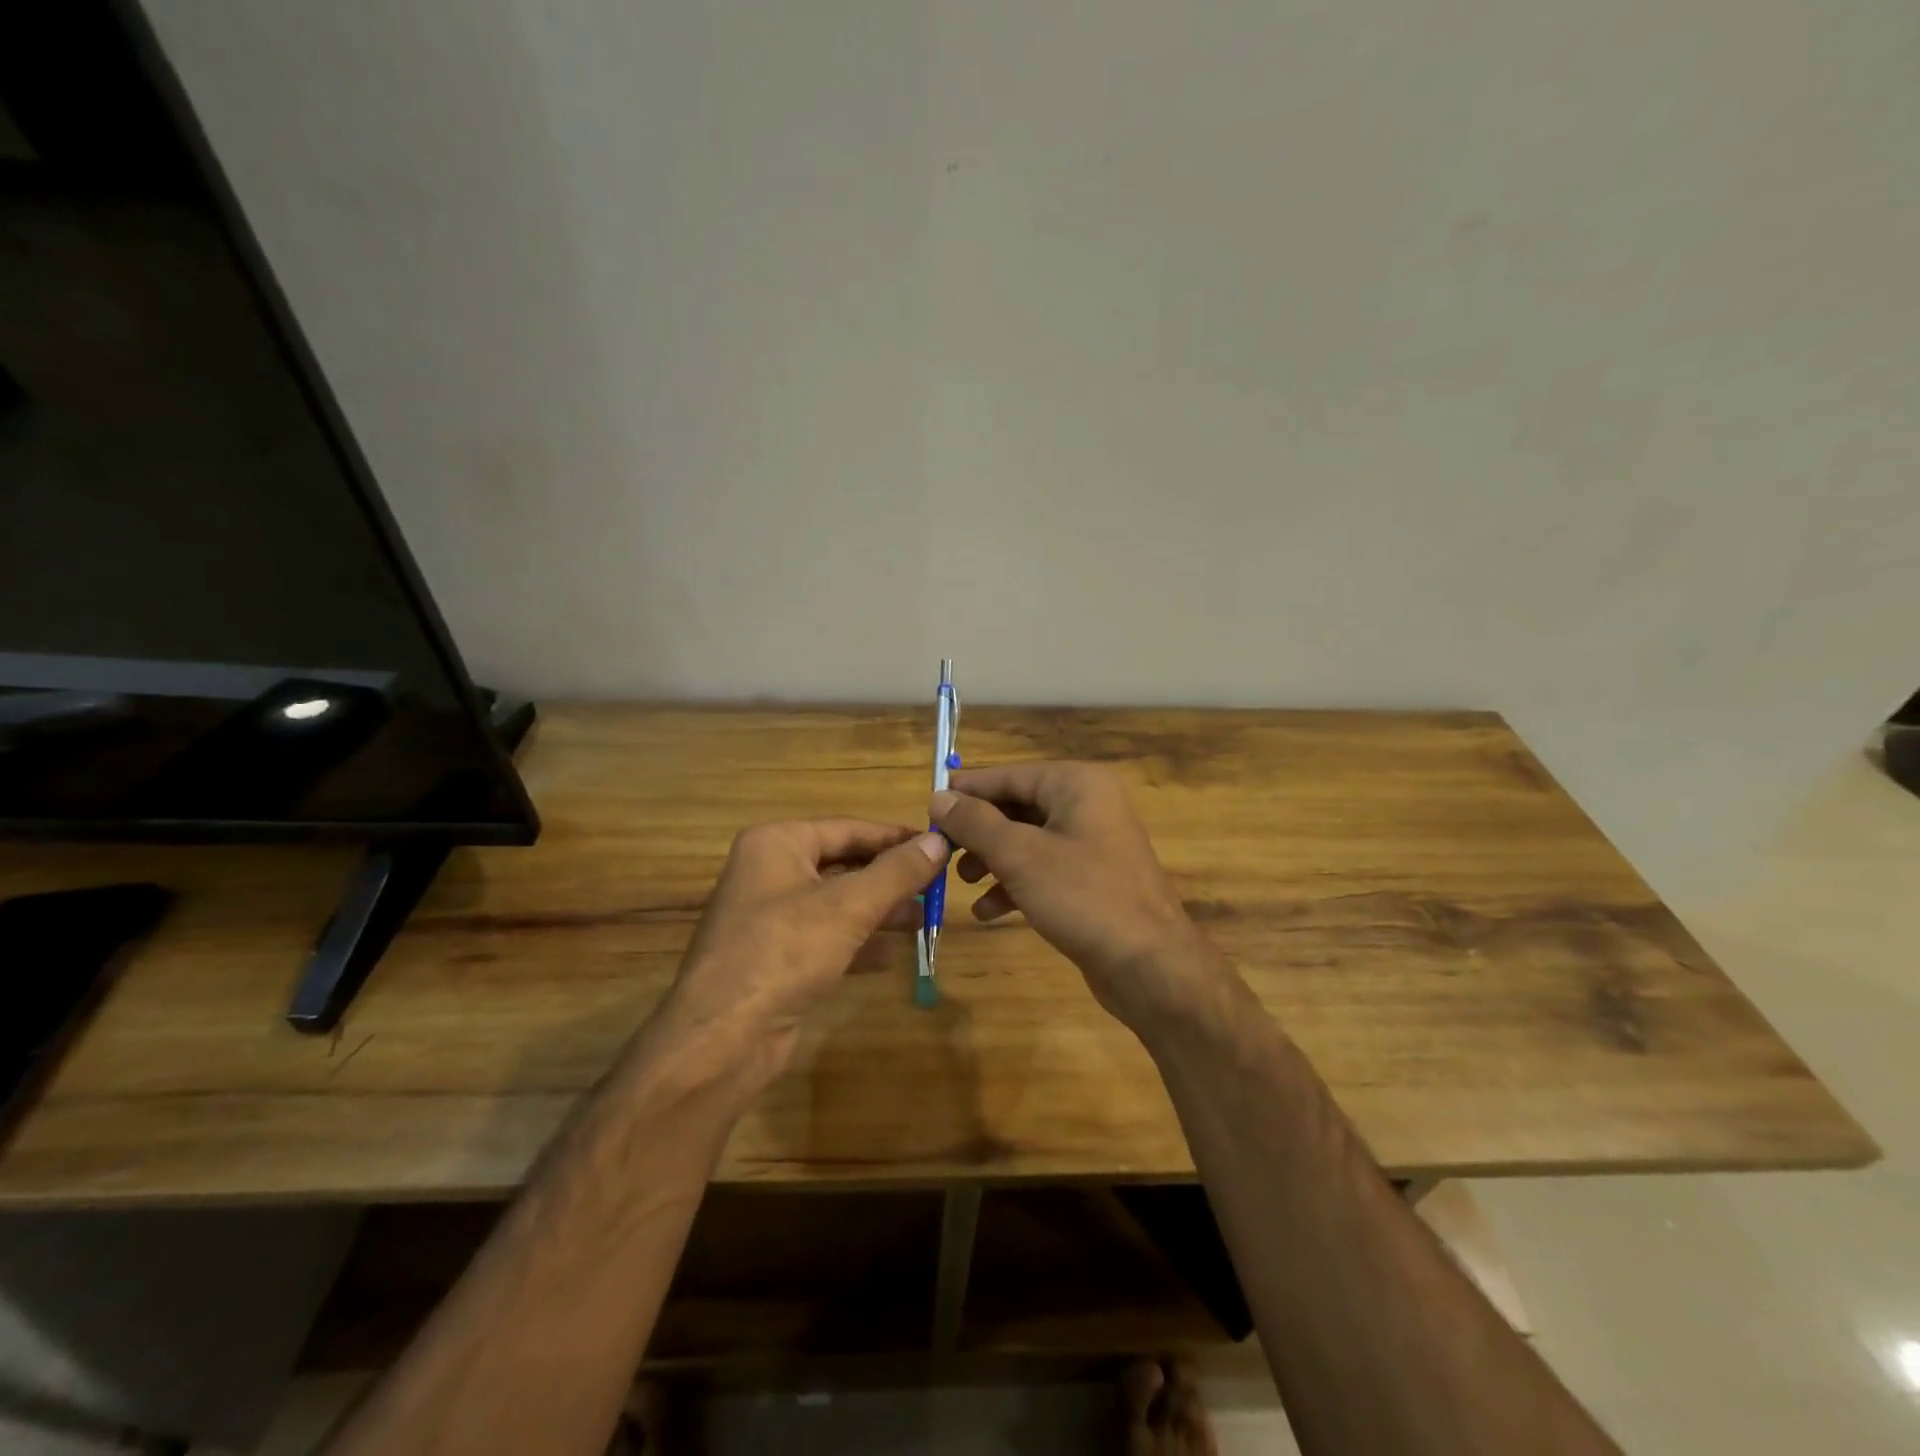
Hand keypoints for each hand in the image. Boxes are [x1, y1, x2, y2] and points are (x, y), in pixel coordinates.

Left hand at [654, 819, 945, 1091]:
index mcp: (777, 844)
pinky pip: (826, 938)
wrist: (724, 1038)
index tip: (939, 846)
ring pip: (837, 903)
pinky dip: (858, 943)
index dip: (896, 837)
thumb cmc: (785, 951)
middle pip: (843, 864)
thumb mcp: (849, 905)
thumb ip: (897, 872)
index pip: (849, 828)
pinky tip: (891, 956)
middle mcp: (770, 873)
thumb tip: (940, 842)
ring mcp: (770, 918)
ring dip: (879, 910)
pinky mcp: (776, 958)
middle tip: (936, 886)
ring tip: (923, 918)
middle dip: (890, 877)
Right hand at [930, 762, 1225, 1027]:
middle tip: (942, 852)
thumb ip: (975, 823)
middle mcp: (1088, 804)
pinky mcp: (1092, 879)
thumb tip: (939, 797)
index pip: (1009, 775)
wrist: (1150, 966)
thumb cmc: (1083, 897)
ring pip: (1028, 840)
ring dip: (992, 859)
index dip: (966, 791)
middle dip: (978, 831)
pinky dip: (1015, 884)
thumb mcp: (1020, 855)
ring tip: (962, 881)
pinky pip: (1044, 869)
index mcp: (1076, 784)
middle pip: (1017, 807)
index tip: (927, 807)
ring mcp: (1093, 843)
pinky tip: (988, 911)